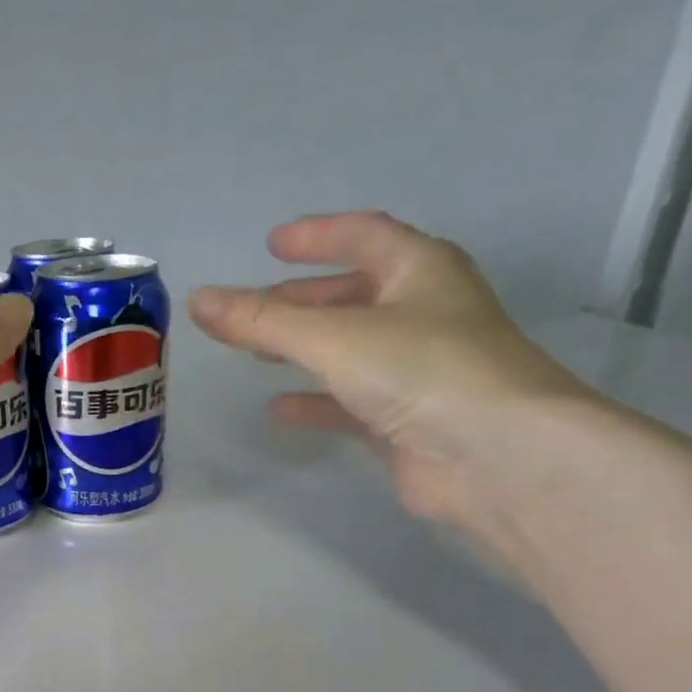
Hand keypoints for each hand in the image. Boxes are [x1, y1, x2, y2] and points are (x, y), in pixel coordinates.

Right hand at [188, 211, 597, 533]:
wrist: (493, 455)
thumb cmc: (421, 371)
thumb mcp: (332, 336)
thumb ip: (262, 321)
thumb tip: (198, 300)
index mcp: (419, 271)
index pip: (364, 236)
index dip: (317, 236)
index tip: (271, 244)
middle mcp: (421, 313)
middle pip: (354, 294)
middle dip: (302, 298)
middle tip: (255, 306)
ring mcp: (415, 369)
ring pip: (348, 349)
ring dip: (304, 348)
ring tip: (257, 353)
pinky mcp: (404, 420)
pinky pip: (348, 401)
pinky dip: (313, 400)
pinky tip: (278, 409)